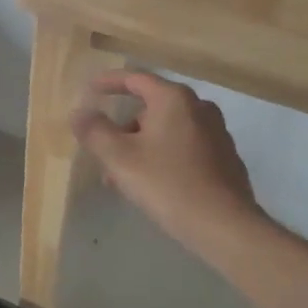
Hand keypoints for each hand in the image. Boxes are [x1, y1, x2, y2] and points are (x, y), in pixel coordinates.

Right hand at [71, 70, 262, 257]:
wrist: (227, 228)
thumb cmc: (169, 184)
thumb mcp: (120, 158)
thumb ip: (94, 131)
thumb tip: (80, 113)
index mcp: (174, 99)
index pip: (135, 78)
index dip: (108, 83)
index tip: (89, 90)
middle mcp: (199, 108)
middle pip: (150, 108)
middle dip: (123, 129)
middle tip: (104, 153)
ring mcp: (217, 133)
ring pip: (166, 131)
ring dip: (141, 147)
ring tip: (123, 180)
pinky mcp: (226, 159)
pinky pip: (184, 148)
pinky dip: (164, 158)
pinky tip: (154, 187)